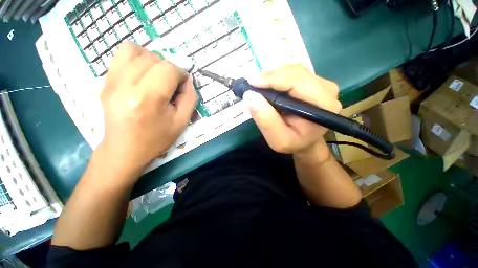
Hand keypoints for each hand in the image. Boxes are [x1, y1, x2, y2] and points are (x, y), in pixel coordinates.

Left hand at [99, 41, 196, 176]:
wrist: (125, 150)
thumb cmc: (157, 139)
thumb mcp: (182, 122)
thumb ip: (189, 98)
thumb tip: (188, 80)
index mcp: (148, 99)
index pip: (168, 69)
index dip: (181, 73)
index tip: (184, 84)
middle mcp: (126, 85)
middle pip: (153, 58)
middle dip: (169, 67)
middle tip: (172, 83)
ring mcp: (111, 81)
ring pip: (134, 50)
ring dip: (152, 59)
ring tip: (157, 75)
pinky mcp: (105, 81)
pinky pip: (120, 55)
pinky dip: (136, 58)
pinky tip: (142, 74)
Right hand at [244, 64, 340, 160]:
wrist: (305, 141)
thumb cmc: (293, 143)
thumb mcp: (277, 139)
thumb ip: (265, 119)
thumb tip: (250, 95)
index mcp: (322, 106)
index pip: (297, 82)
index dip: (273, 79)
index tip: (251, 82)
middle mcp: (327, 90)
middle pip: (295, 72)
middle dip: (271, 77)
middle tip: (253, 86)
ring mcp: (322, 84)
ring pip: (294, 69)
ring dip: (274, 76)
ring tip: (261, 88)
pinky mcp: (315, 82)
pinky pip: (294, 72)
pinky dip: (278, 77)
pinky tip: (271, 86)